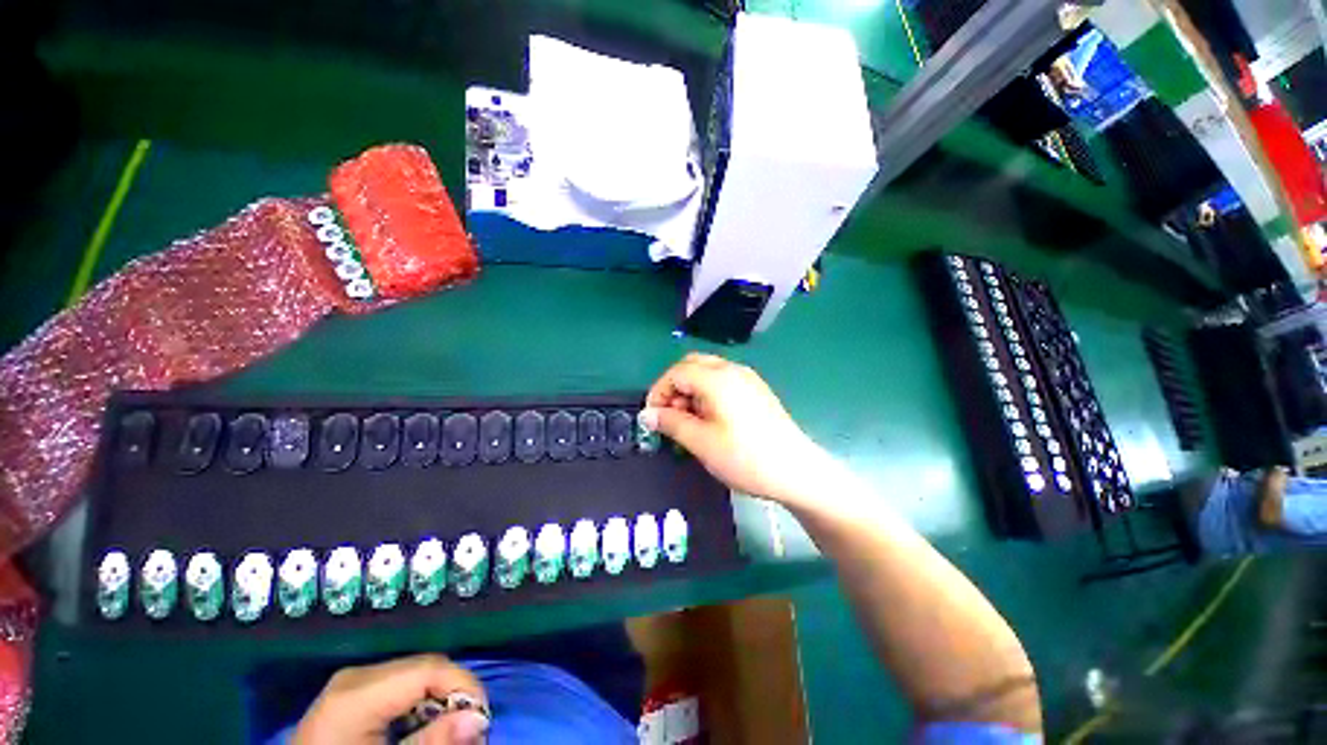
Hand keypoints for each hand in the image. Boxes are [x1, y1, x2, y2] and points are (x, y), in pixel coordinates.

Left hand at [293, 655, 489, 744]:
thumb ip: (432, 742)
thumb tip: (479, 719)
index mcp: (358, 693)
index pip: (429, 669)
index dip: (464, 686)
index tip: (482, 719)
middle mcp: (356, 676)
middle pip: (424, 668)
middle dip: (454, 694)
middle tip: (470, 729)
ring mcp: (351, 682)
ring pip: (415, 674)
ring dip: (438, 699)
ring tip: (448, 731)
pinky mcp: (350, 692)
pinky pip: (398, 686)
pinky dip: (418, 704)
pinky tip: (420, 728)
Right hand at [645, 353, 829, 506]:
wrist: (796, 471)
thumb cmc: (745, 457)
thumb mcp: (701, 442)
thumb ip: (671, 423)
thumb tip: (647, 414)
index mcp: (717, 378)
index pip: (676, 372)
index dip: (659, 392)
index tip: (653, 418)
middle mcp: (732, 370)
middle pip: (691, 366)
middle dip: (674, 388)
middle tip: (671, 416)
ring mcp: (747, 379)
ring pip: (707, 373)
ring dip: (690, 391)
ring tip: (689, 422)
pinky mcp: (756, 391)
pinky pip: (723, 382)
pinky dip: (707, 394)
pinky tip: (710, 420)